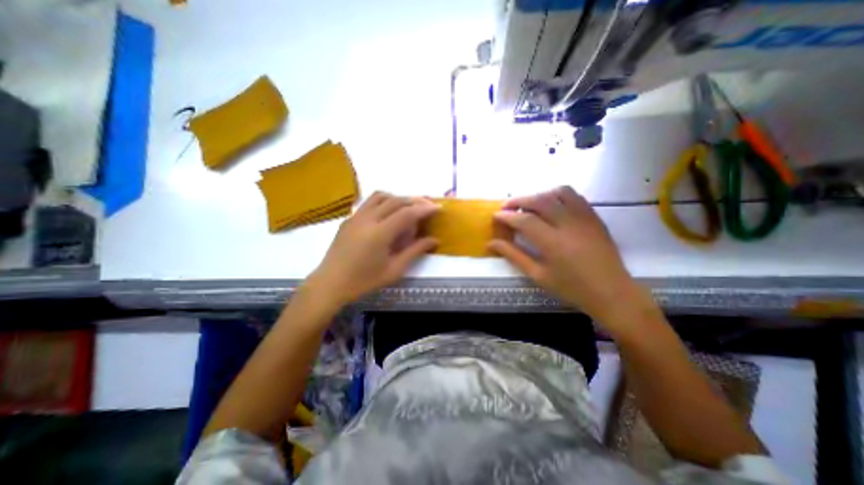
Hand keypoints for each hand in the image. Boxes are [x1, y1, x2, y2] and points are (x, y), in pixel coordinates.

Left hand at [305, 192, 438, 308]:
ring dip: (398, 198)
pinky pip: (369, 202)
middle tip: (427, 206)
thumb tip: (434, 240)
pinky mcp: (349, 219)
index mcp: (380, 233)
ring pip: (381, 196)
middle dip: (414, 200)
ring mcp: (356, 216)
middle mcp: (367, 219)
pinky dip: (384, 202)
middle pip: (395, 200)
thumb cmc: (364, 281)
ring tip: (408, 208)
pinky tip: (388, 214)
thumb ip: (415, 251)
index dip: (424, 209)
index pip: (407, 213)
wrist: (330, 283)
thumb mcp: (394, 270)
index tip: (438, 208)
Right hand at [489, 185, 643, 324]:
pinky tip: (550, 205)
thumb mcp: (538, 275)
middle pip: (539, 201)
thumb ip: (514, 255)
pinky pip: (574, 196)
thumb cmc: (571, 288)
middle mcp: (569, 225)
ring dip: (538, 194)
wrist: (612, 292)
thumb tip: (491, 243)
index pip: (524, 221)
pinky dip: (557, 195)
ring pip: (558, 192)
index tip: (496, 216)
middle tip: (506, 207)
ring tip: (528, 204)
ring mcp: (584, 218)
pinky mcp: (594, 217)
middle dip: (518, 200)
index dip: (507, 216)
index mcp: (553, 243)